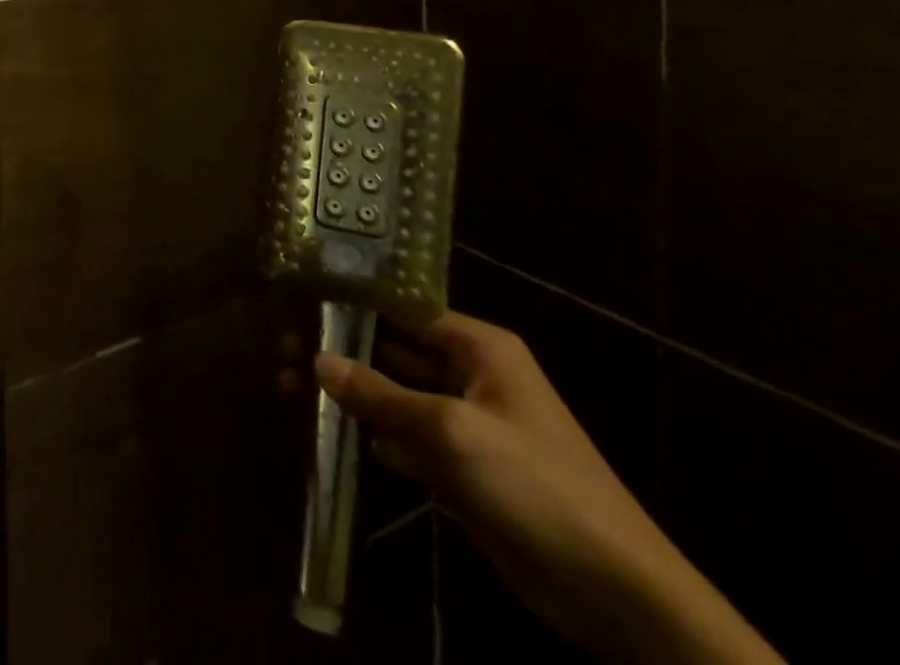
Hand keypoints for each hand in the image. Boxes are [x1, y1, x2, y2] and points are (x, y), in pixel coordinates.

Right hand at [314, 312, 781, 664]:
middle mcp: (471, 373)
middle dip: (341, 349)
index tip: (298, 305)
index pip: (401, 307)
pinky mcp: (464, 468)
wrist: (617, 596)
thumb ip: (380, 395)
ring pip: (395, 393)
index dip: (350, 304)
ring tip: (291, 386)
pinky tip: (334, 432)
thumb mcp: (451, 432)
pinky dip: (374, 432)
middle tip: (282, 352)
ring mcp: (467, 422)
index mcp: (478, 346)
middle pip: (392, 349)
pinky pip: (407, 436)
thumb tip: (316, 360)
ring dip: (351, 392)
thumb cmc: (536, 485)